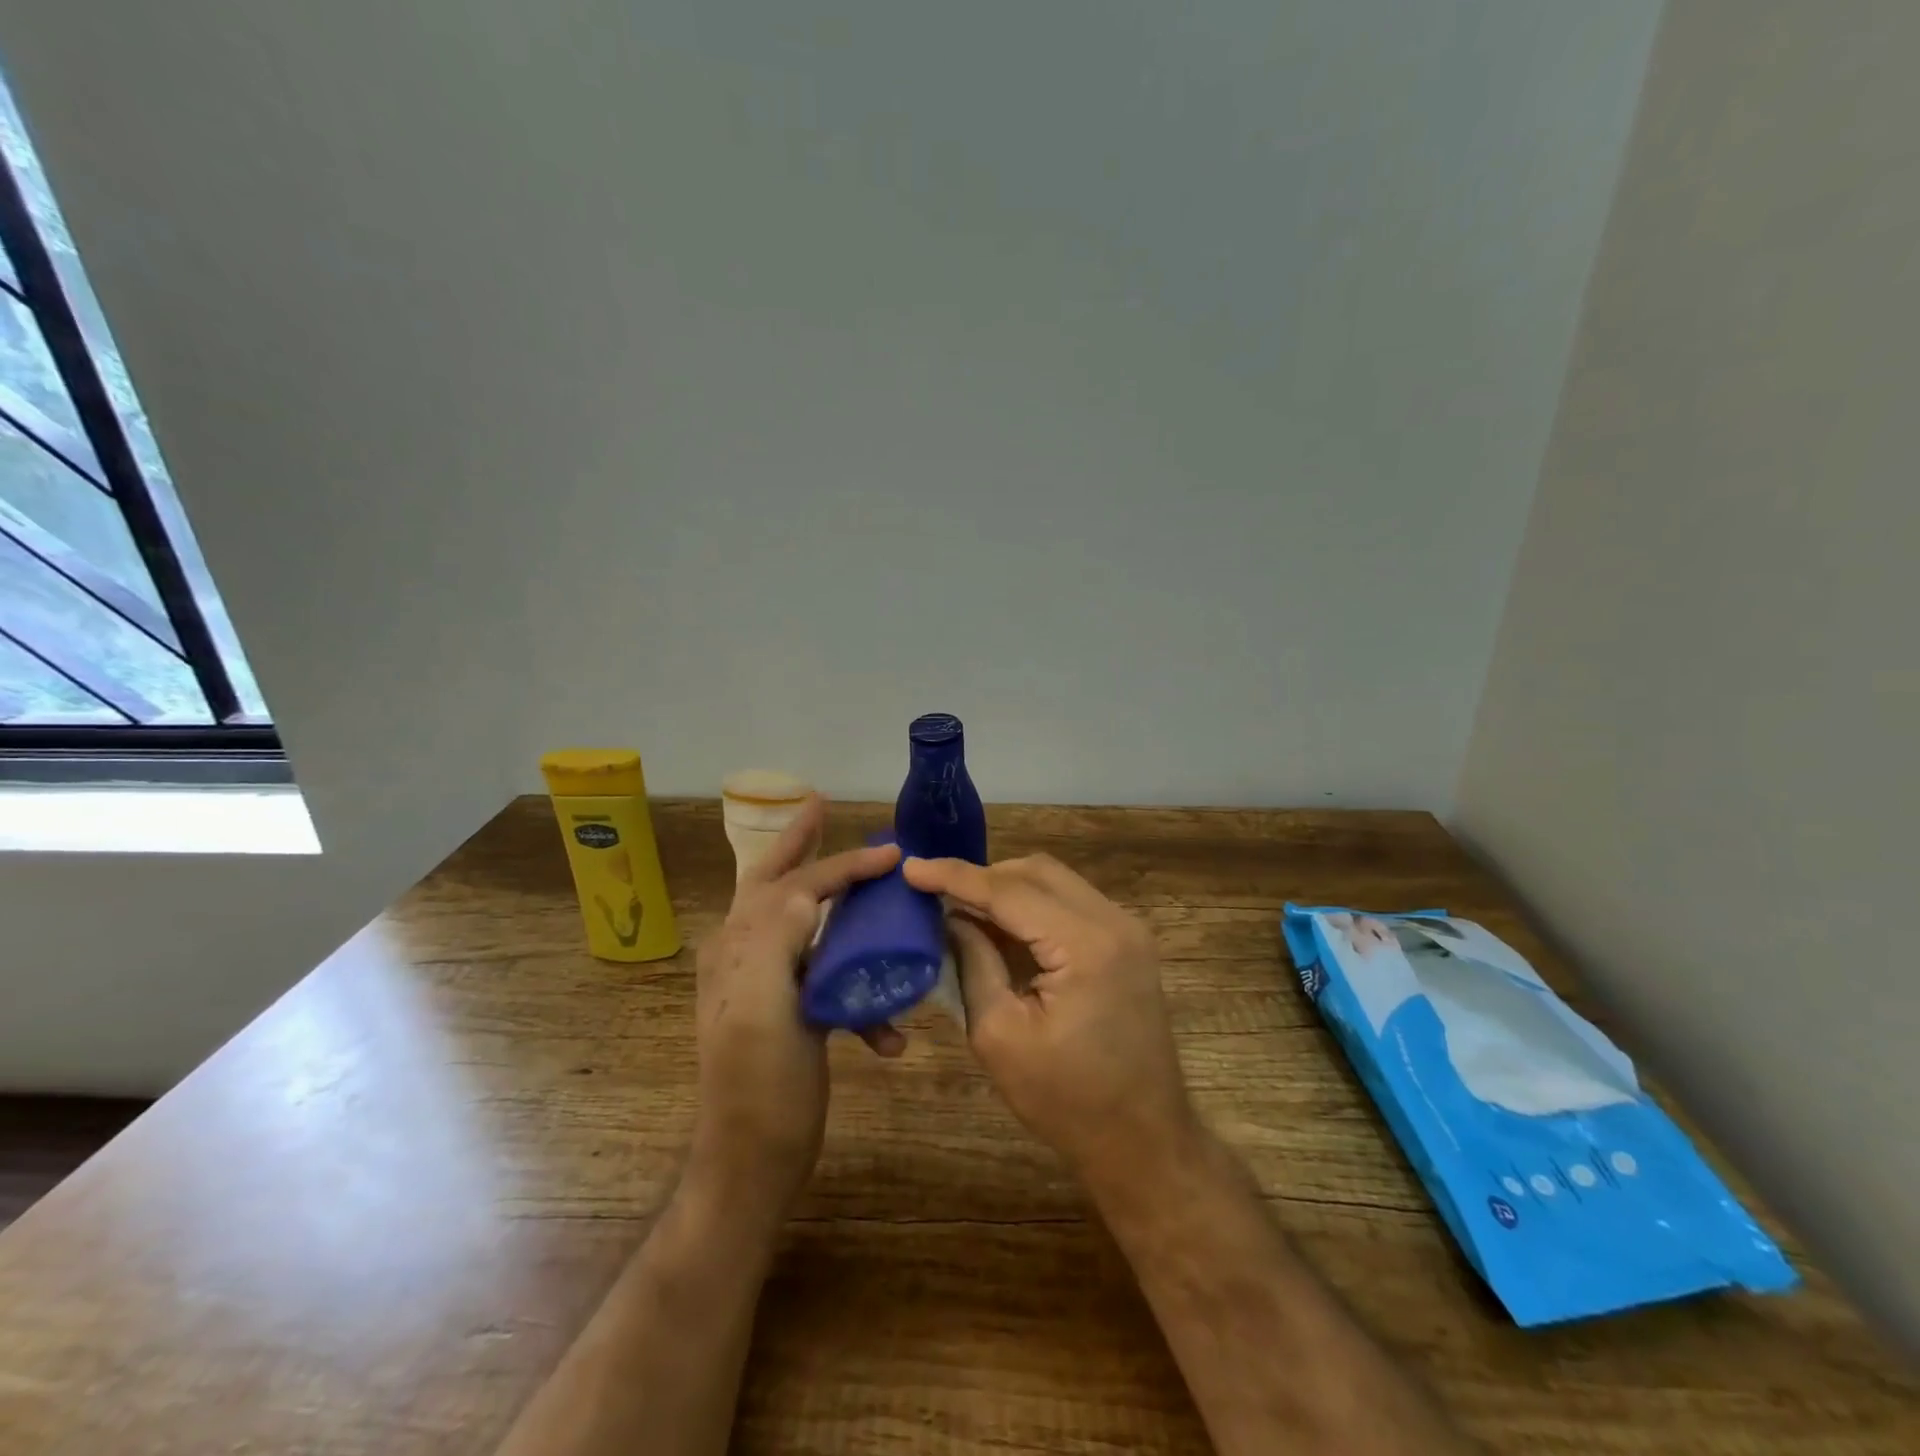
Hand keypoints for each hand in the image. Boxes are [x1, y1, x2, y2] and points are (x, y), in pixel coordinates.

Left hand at [692, 797, 900, 1217]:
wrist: (754, 1161)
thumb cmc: (760, 1087)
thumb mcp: (762, 1010)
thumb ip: (774, 940)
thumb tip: (806, 891)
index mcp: (739, 945)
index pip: (796, 884)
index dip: (844, 864)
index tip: (891, 852)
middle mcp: (748, 954)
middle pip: (779, 882)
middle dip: (801, 844)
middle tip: (821, 806)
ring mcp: (770, 983)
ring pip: (811, 926)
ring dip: (848, 916)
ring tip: (877, 892)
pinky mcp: (794, 1012)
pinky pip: (831, 980)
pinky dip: (863, 994)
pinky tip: (889, 1037)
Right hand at [901, 853, 1199, 1194]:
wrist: (1144, 1141)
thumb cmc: (1066, 1100)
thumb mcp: (999, 1035)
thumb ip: (974, 963)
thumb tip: (951, 917)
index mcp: (1085, 944)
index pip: (1009, 890)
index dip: (955, 876)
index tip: (911, 868)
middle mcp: (1114, 921)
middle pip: (1037, 872)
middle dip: (983, 877)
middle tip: (938, 894)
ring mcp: (1128, 929)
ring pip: (1055, 881)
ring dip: (1008, 889)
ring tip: (963, 909)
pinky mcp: (1128, 943)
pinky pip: (1071, 903)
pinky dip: (1033, 907)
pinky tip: (1002, 928)